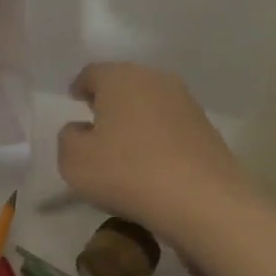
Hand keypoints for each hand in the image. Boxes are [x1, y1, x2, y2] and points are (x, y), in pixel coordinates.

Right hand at [57, 63, 252, 236]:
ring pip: (150, 102)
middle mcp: (154, 79)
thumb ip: (68, 138)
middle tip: (97, 122)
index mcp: (119, 77)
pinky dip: (158, 136)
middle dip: (109, 100)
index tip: (75, 102)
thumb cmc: (128, 173)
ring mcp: (186, 102)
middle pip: (124, 82)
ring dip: (136, 117)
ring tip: (125, 144)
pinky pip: (171, 125)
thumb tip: (81, 130)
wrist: (203, 201)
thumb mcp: (74, 161)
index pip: (92, 73)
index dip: (80, 87)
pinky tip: (153, 160)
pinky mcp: (207, 128)